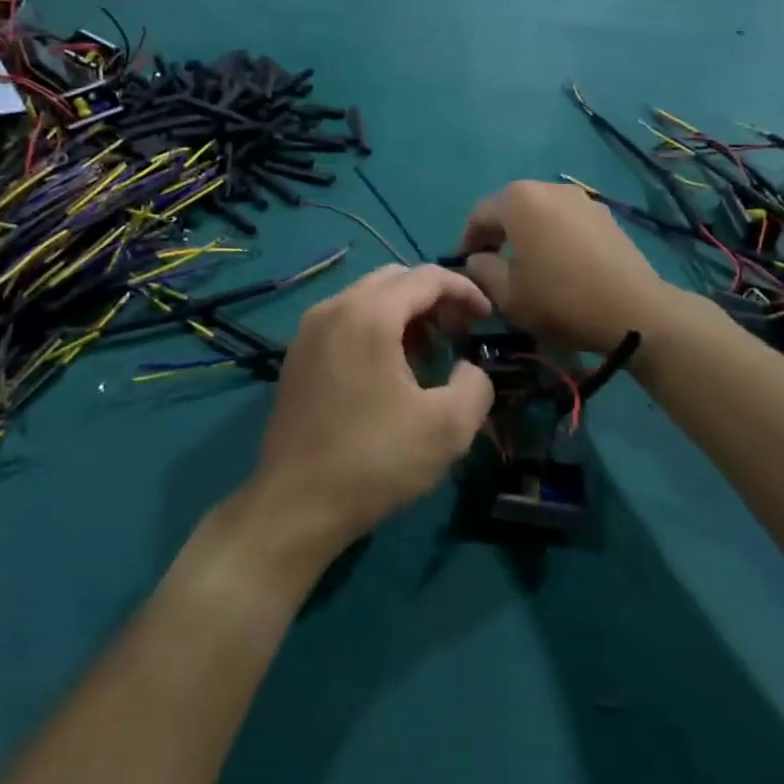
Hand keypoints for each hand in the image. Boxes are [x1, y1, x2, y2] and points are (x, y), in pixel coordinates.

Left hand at [251, 265, 493, 555]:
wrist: (295, 507)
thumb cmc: (375, 460)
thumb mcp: (448, 427)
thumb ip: (475, 385)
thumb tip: (468, 368)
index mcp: (368, 314)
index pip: (426, 277)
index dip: (464, 290)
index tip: (488, 318)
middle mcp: (333, 308)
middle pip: (395, 280)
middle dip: (434, 299)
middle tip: (459, 334)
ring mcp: (308, 331)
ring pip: (368, 299)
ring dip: (405, 315)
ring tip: (429, 357)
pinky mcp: (297, 357)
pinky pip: (346, 322)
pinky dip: (377, 330)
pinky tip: (390, 373)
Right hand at [459, 181, 669, 353]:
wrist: (633, 310)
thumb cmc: (560, 299)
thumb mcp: (507, 294)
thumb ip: (482, 270)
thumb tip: (478, 259)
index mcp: (519, 200)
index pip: (479, 215)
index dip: (467, 241)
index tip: (464, 267)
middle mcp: (548, 188)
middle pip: (510, 208)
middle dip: (497, 234)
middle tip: (492, 265)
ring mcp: (581, 198)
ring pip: (540, 213)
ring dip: (527, 234)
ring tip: (527, 265)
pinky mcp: (604, 215)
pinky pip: (566, 220)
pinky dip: (554, 236)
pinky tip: (559, 265)